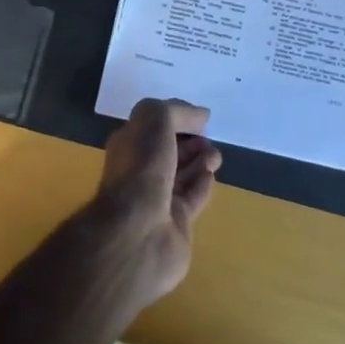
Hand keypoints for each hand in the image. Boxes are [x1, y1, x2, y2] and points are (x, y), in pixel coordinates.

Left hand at [91, 99, 221, 303]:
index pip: (154, 127)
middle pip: (170, 151)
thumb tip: (201, 115)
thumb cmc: (142, 168)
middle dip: (191, 141)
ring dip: (201, 161)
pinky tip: (211, 176)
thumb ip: (178, 111)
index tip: (200, 119)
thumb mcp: (154, 120)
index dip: (177, 119)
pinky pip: (192, 198)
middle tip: (208, 140)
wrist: (138, 232)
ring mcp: (158, 200)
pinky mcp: (176, 224)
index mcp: (129, 145)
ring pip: (184, 174)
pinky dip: (203, 185)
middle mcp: (140, 171)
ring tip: (215, 156)